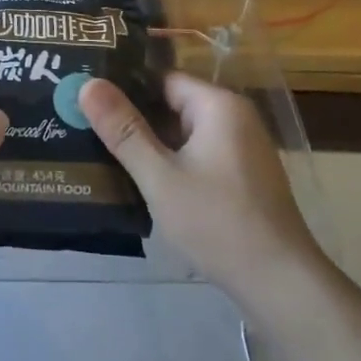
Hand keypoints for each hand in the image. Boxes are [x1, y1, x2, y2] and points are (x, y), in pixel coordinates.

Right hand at [80, 72, 327, 304]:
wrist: (278, 281)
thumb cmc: (216, 221)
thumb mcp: (160, 176)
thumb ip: (124, 130)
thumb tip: (88, 84)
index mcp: (219, 105)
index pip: (163, 78)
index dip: (124, 86)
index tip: (85, 95)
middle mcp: (235, 118)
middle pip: (173, 104)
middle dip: (132, 116)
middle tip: (81, 123)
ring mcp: (241, 149)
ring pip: (183, 134)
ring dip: (149, 143)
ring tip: (98, 148)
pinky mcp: (241, 176)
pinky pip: (197, 155)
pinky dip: (169, 162)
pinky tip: (137, 178)